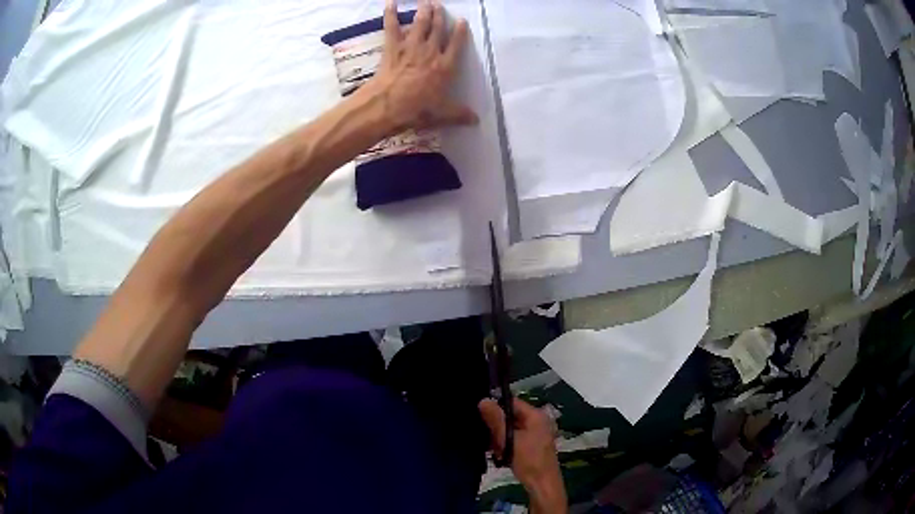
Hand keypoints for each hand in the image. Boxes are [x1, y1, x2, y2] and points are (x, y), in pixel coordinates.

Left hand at [364, 0, 477, 132]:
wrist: (388, 105)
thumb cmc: (417, 109)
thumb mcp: (442, 114)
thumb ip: (460, 114)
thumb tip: (476, 120)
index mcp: (445, 67)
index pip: (456, 45)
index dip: (460, 32)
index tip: (462, 21)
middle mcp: (431, 52)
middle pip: (438, 30)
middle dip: (440, 16)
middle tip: (439, 5)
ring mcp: (411, 48)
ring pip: (420, 25)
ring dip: (423, 12)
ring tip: (425, 2)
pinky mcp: (393, 48)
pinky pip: (391, 28)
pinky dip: (390, 15)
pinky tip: (390, 3)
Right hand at [479, 398, 567, 513]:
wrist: (542, 484)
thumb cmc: (528, 460)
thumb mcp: (509, 440)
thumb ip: (496, 420)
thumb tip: (483, 400)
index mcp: (536, 415)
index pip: (512, 402)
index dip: (495, 406)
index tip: (479, 414)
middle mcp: (537, 421)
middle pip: (510, 416)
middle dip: (496, 426)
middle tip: (486, 437)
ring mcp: (535, 434)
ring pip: (510, 429)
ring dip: (498, 438)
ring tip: (492, 449)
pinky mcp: (531, 445)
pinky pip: (514, 439)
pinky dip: (505, 445)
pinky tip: (498, 455)